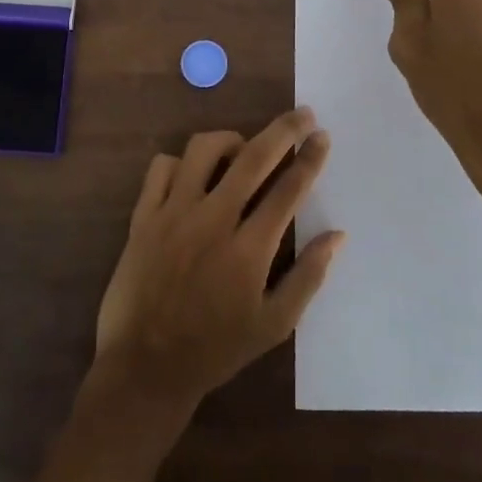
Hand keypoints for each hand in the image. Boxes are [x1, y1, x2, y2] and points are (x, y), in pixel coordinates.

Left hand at [92, 108, 345, 413]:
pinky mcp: (143, 216)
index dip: (310, 158)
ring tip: (242, 150)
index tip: (323, 136)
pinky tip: (193, 174)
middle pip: (253, 156)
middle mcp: (213, 220)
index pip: (288, 189)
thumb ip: (308, 277)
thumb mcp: (273, 325)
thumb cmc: (215, 350)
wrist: (145, 368)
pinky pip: (161, 167)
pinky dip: (181, 162)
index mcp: (249, 249)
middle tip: (302, 113)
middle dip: (284, 129)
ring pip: (203, 149)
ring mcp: (173, 214)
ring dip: (230, 140)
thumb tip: (338, 235)